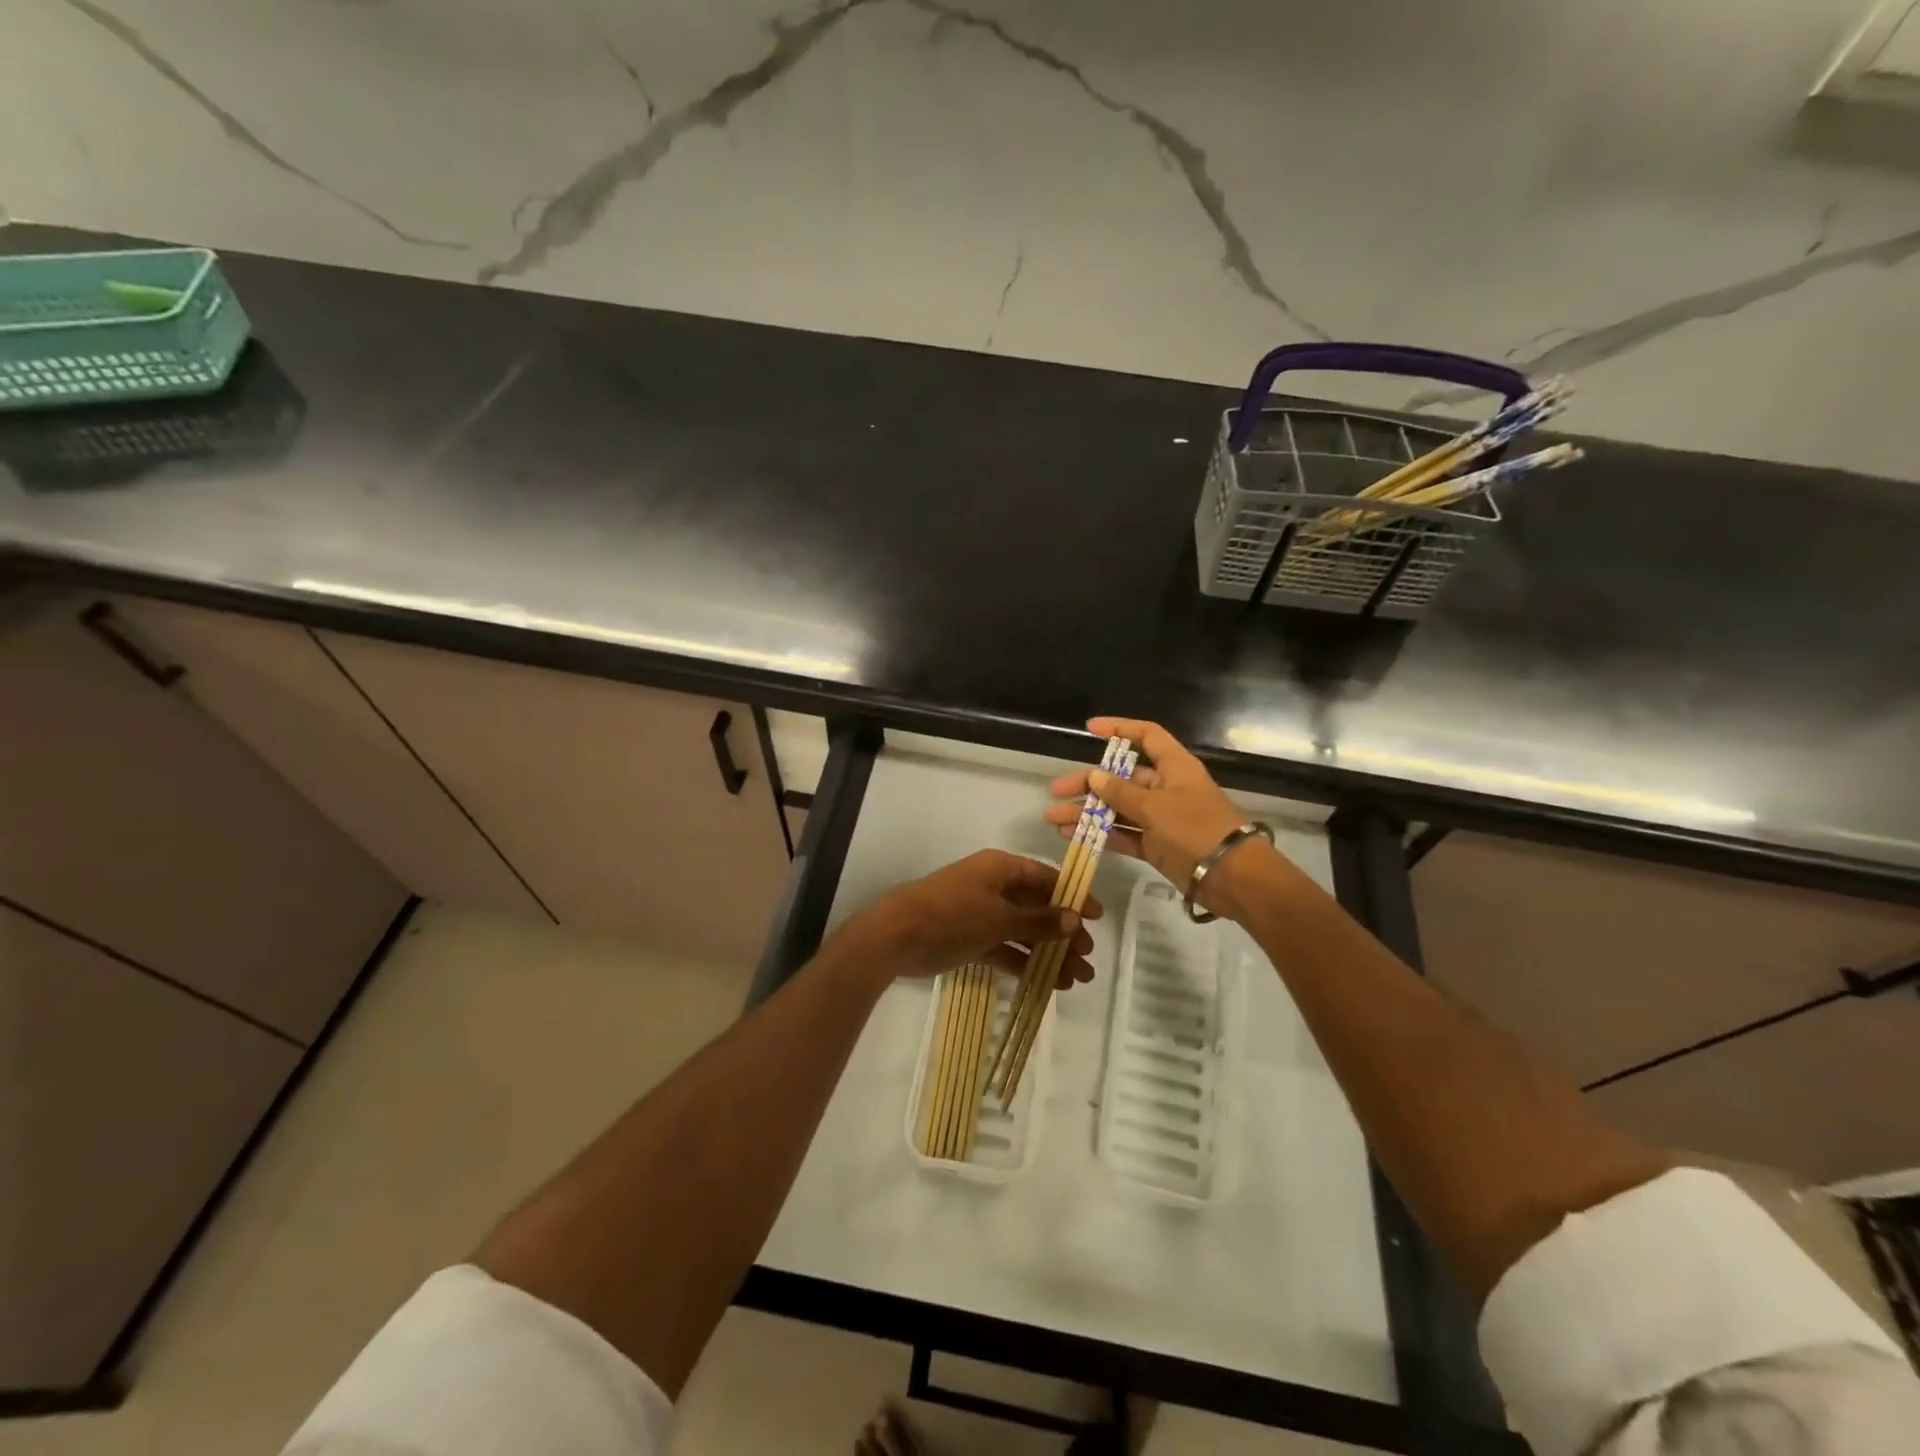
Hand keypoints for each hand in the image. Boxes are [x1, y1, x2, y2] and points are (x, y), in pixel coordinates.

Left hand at [835, 849, 1101, 987]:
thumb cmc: (952, 915)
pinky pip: (1006, 949)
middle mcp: (993, 887)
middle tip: (1086, 958)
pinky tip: (1049, 983)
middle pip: (1037, 907)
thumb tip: (1074, 919)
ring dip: (1048, 953)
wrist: (897, 936)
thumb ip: (1038, 921)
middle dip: (1063, 932)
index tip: (1096, 918)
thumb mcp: (999, 917)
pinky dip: (1025, 963)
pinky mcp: (971, 939)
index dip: (1072, 897)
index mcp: (1001, 868)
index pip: (1045, 878)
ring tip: (1077, 979)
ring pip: (1023, 932)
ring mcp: (981, 914)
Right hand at [1046, 717, 1251, 908]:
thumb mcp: (1156, 807)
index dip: (1119, 729)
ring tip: (1053, 820)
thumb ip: (1121, 793)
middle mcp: (1165, 788)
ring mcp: (1160, 818)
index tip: (1090, 729)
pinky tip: (1072, 836)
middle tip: (1056, 792)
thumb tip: (1094, 775)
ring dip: (1086, 813)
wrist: (1232, 878)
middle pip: (1121, 777)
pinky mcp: (1156, 845)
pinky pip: (1122, 834)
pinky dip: (1100, 835)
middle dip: (1087, 783)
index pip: (1146, 736)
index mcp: (1174, 767)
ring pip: (1117, 809)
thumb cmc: (1197, 829)